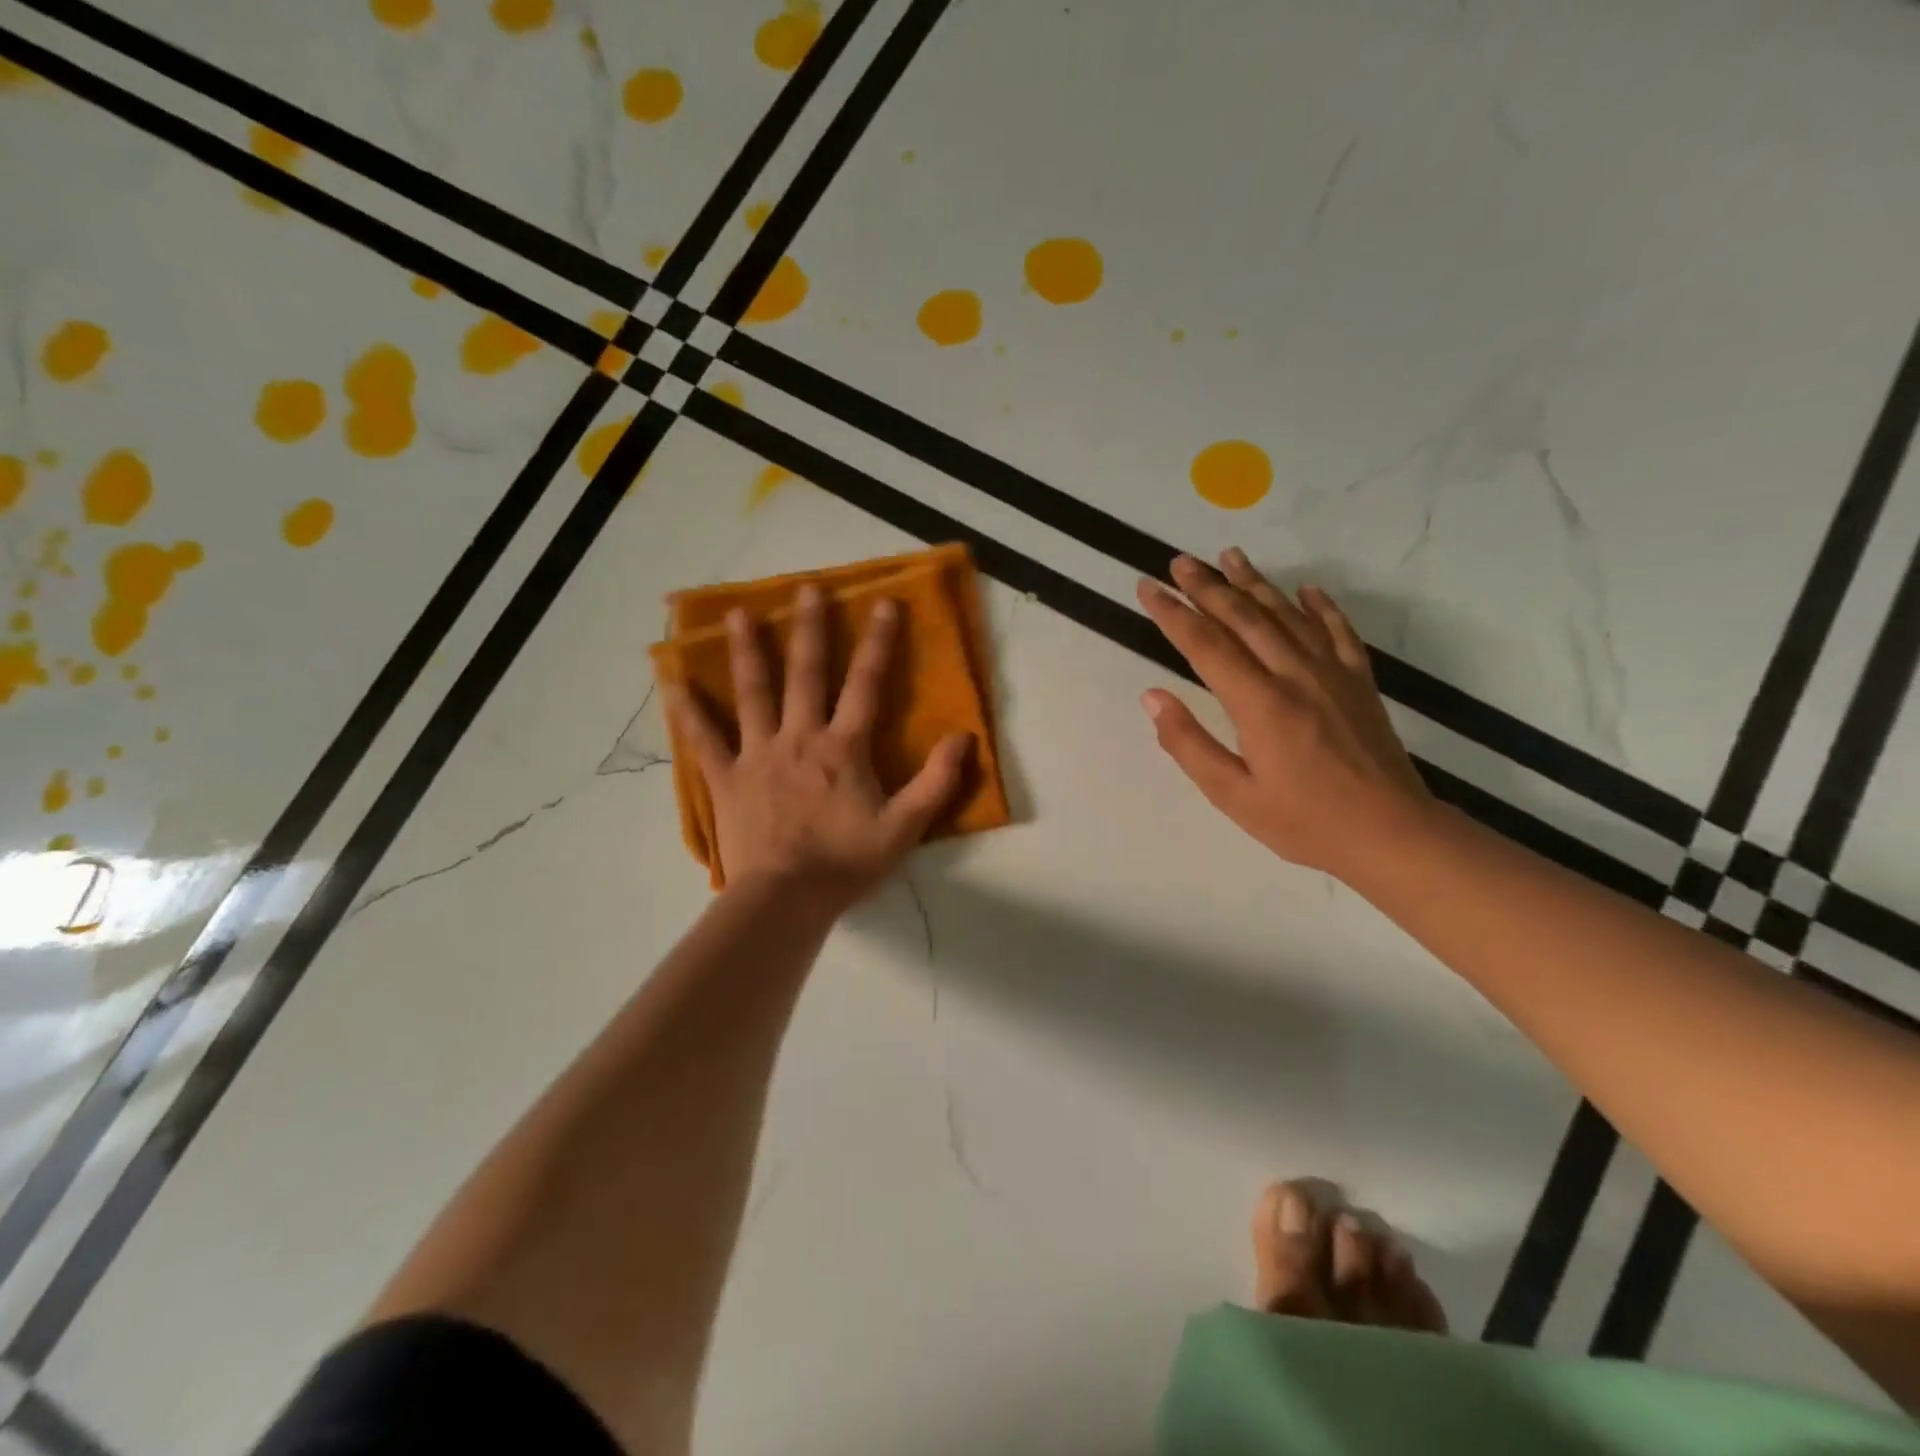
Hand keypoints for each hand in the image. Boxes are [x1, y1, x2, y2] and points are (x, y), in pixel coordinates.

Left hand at [668, 584, 971, 910]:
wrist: (784, 899)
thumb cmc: (846, 863)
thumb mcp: (905, 828)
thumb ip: (936, 782)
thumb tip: (963, 738)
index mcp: (843, 748)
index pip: (866, 684)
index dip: (878, 643)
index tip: (883, 604)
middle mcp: (800, 738)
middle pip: (805, 674)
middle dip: (810, 629)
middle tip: (808, 589)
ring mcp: (758, 754)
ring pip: (752, 693)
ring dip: (748, 651)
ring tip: (740, 614)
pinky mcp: (727, 777)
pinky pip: (703, 738)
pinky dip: (687, 709)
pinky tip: (672, 680)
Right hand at [1136, 550, 1431, 875]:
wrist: (1391, 833)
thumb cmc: (1303, 822)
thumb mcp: (1232, 795)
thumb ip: (1188, 744)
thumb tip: (1152, 696)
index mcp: (1260, 703)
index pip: (1206, 645)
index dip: (1173, 614)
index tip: (1148, 589)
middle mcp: (1295, 675)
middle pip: (1244, 618)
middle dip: (1208, 586)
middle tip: (1180, 562)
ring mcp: (1333, 673)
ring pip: (1287, 615)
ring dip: (1255, 583)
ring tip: (1230, 556)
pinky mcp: (1359, 682)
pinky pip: (1338, 632)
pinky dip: (1321, 606)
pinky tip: (1307, 589)